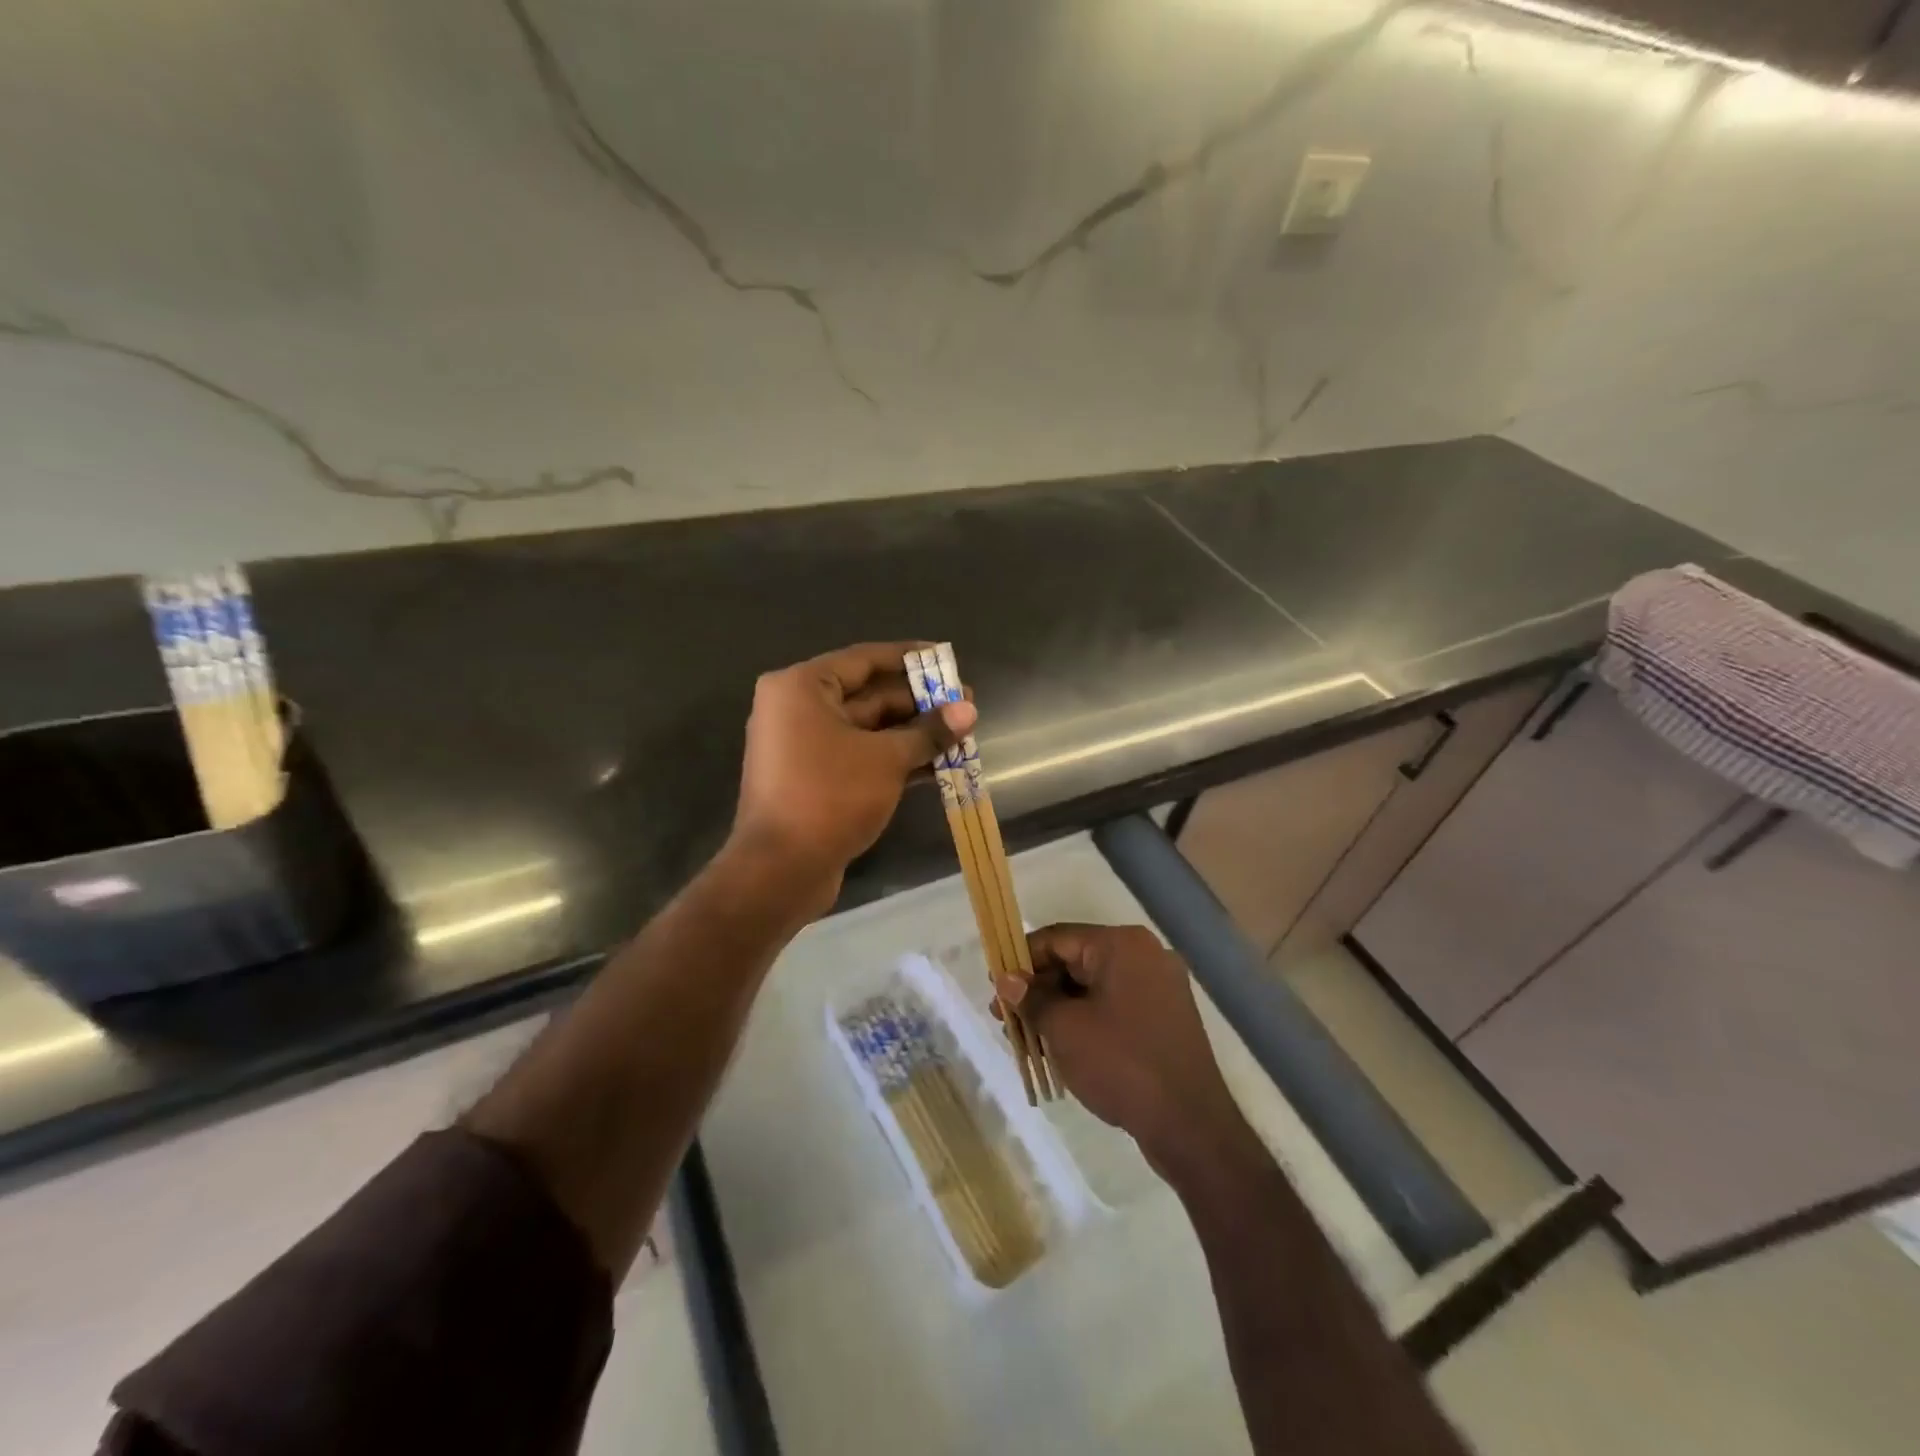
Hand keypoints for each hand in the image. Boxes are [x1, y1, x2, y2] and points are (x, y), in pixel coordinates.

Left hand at [730, 642, 974, 915]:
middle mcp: (797, 710)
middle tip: (965, 706)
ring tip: (961, 734)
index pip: (864, 659)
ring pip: (868, 730)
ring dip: (913, 734)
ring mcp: (804, 747)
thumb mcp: (886, 759)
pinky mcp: (814, 780)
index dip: (910, 658)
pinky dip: (895, 759)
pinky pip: (860, 757)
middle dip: (918, 703)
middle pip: (868, 696)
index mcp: (801, 688)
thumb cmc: (830, 796)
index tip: (947, 659)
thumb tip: (968, 710)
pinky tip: (938, 764)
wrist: (781, 870)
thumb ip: (928, 731)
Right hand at [996, 924, 1245, 1175]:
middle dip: (1039, 988)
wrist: (1190, 1126)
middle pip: (1076, 960)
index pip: (1058, 938)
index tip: (995, 986)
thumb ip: (1032, 998)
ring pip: (1093, 986)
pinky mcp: (1165, 1018)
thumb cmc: (1121, 1064)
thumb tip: (1006, 979)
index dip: (1021, 960)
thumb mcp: (1065, 1029)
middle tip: (1007, 1018)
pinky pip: (1114, 1006)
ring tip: (1029, 1038)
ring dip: (1059, 1007)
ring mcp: (1159, 987)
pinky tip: (1061, 1046)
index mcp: (1122, 945)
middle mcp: (1144, 955)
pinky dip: (1085, 1019)